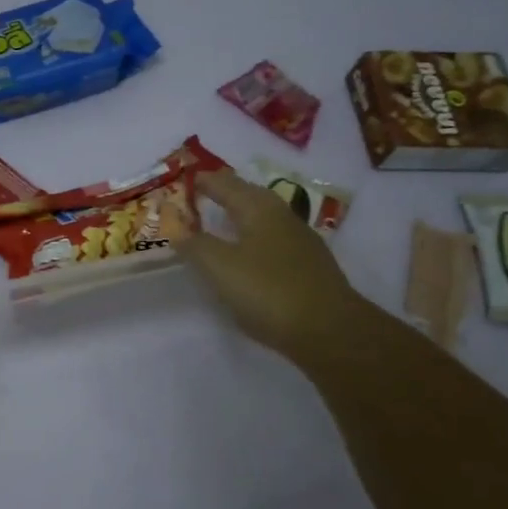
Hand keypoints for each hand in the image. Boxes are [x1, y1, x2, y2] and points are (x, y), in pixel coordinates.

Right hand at [162, 169, 367, 364]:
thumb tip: (178, 229)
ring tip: (221, 220)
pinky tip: (247, 253)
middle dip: (226, 191)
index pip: (225, 184)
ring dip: (241, 214)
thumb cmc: (268, 291)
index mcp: (259, 209)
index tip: (186, 178)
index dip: (204, 180)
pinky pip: (272, 240)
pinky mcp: (308, 266)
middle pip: (249, 195)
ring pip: (263, 217)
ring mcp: (299, 241)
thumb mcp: (220, 267)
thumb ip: (195, 245)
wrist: (328, 330)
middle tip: (203, 193)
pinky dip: (253, 237)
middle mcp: (282, 217)